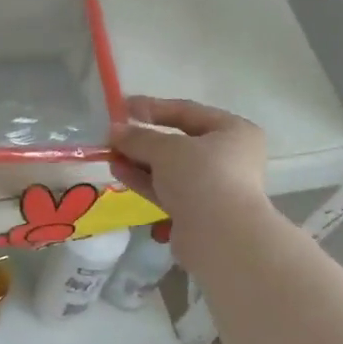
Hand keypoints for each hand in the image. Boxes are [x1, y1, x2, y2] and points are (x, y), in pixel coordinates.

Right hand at [110, 96, 269, 237]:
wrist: (219, 236)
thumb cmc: (202, 176)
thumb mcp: (166, 149)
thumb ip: (139, 137)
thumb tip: (114, 130)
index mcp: (233, 132)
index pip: (187, 112)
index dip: (153, 108)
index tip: (122, 107)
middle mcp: (227, 157)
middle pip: (178, 142)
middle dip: (143, 139)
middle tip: (113, 135)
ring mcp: (212, 186)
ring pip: (170, 168)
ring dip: (139, 160)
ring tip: (110, 154)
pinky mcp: (196, 211)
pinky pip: (166, 189)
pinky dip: (144, 180)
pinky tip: (118, 172)